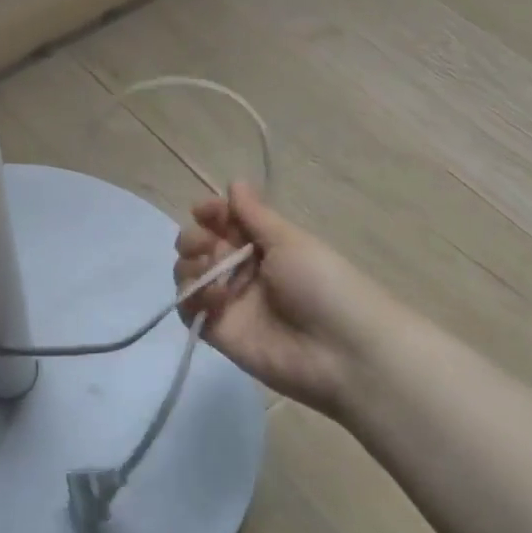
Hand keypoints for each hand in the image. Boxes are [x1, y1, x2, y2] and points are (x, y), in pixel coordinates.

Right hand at [174, 183, 388, 416]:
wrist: (341, 351)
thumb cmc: (322, 284)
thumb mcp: (290, 241)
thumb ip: (255, 215)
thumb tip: (234, 181)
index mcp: (265, 245)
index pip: (225, 222)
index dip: (211, 213)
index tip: (204, 210)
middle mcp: (243, 270)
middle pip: (201, 246)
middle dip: (195, 238)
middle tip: (208, 245)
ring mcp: (230, 302)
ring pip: (190, 275)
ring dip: (191, 265)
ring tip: (209, 270)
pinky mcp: (219, 331)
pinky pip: (190, 309)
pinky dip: (193, 297)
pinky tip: (215, 297)